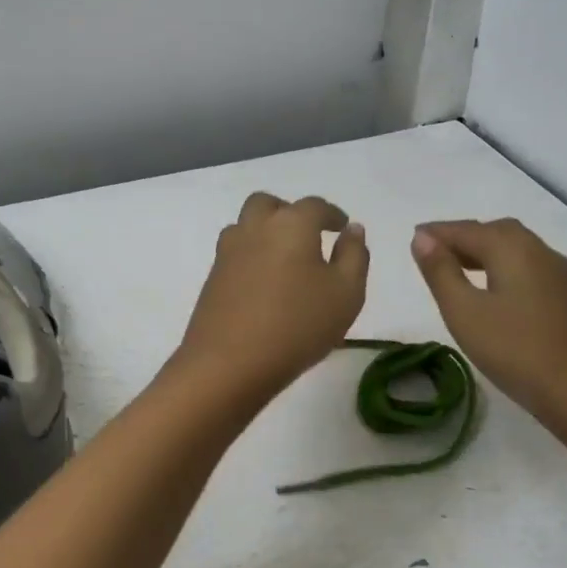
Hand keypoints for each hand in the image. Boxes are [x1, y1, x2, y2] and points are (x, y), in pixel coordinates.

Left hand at [175, 193, 368, 399]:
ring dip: (264, 231)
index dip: (331, 214)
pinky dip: (251, 256)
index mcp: (291, 224)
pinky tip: (264, 283)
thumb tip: (352, 230)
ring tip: (284, 259)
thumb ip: (354, 256)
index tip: (342, 227)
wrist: (229, 363)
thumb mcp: (346, 293)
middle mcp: (255, 228)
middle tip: (307, 235)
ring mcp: (228, 252)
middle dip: (289, 212)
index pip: (315, 206)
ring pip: (245, 225)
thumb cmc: (298, 325)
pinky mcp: (212, 278)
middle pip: (269, 204)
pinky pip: (235, 253)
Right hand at [411, 219, 566, 441]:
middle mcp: (539, 251)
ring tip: (458, 270)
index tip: (414, 237)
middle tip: (434, 253)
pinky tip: (494, 291)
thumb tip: (422, 237)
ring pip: (516, 249)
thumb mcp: (464, 312)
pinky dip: (503, 267)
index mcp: (512, 248)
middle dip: (463, 237)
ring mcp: (559, 275)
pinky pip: (528, 267)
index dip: (437, 232)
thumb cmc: (516, 350)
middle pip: (495, 232)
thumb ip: (440, 271)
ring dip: (484, 252)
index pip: (466, 230)